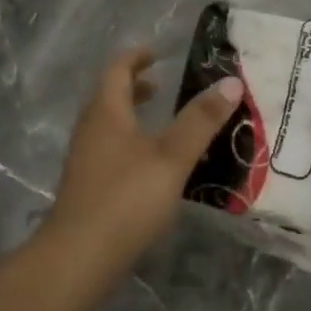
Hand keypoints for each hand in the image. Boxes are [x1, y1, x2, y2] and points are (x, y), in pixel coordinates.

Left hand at [46, 47, 242, 255]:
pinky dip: (130, 143)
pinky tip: (152, 167)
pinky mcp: (87, 187)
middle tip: (162, 85)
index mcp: (106, 112)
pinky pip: (109, 150)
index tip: (158, 53)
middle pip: (109, 97)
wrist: (79, 257)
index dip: (136, 57)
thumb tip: (231, 82)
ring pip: (108, 125)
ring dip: (132, 117)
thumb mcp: (172, 157)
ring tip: (161, 124)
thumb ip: (200, 120)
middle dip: (134, 87)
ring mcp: (84, 160)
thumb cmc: (127, 198)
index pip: (117, 70)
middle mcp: (90, 130)